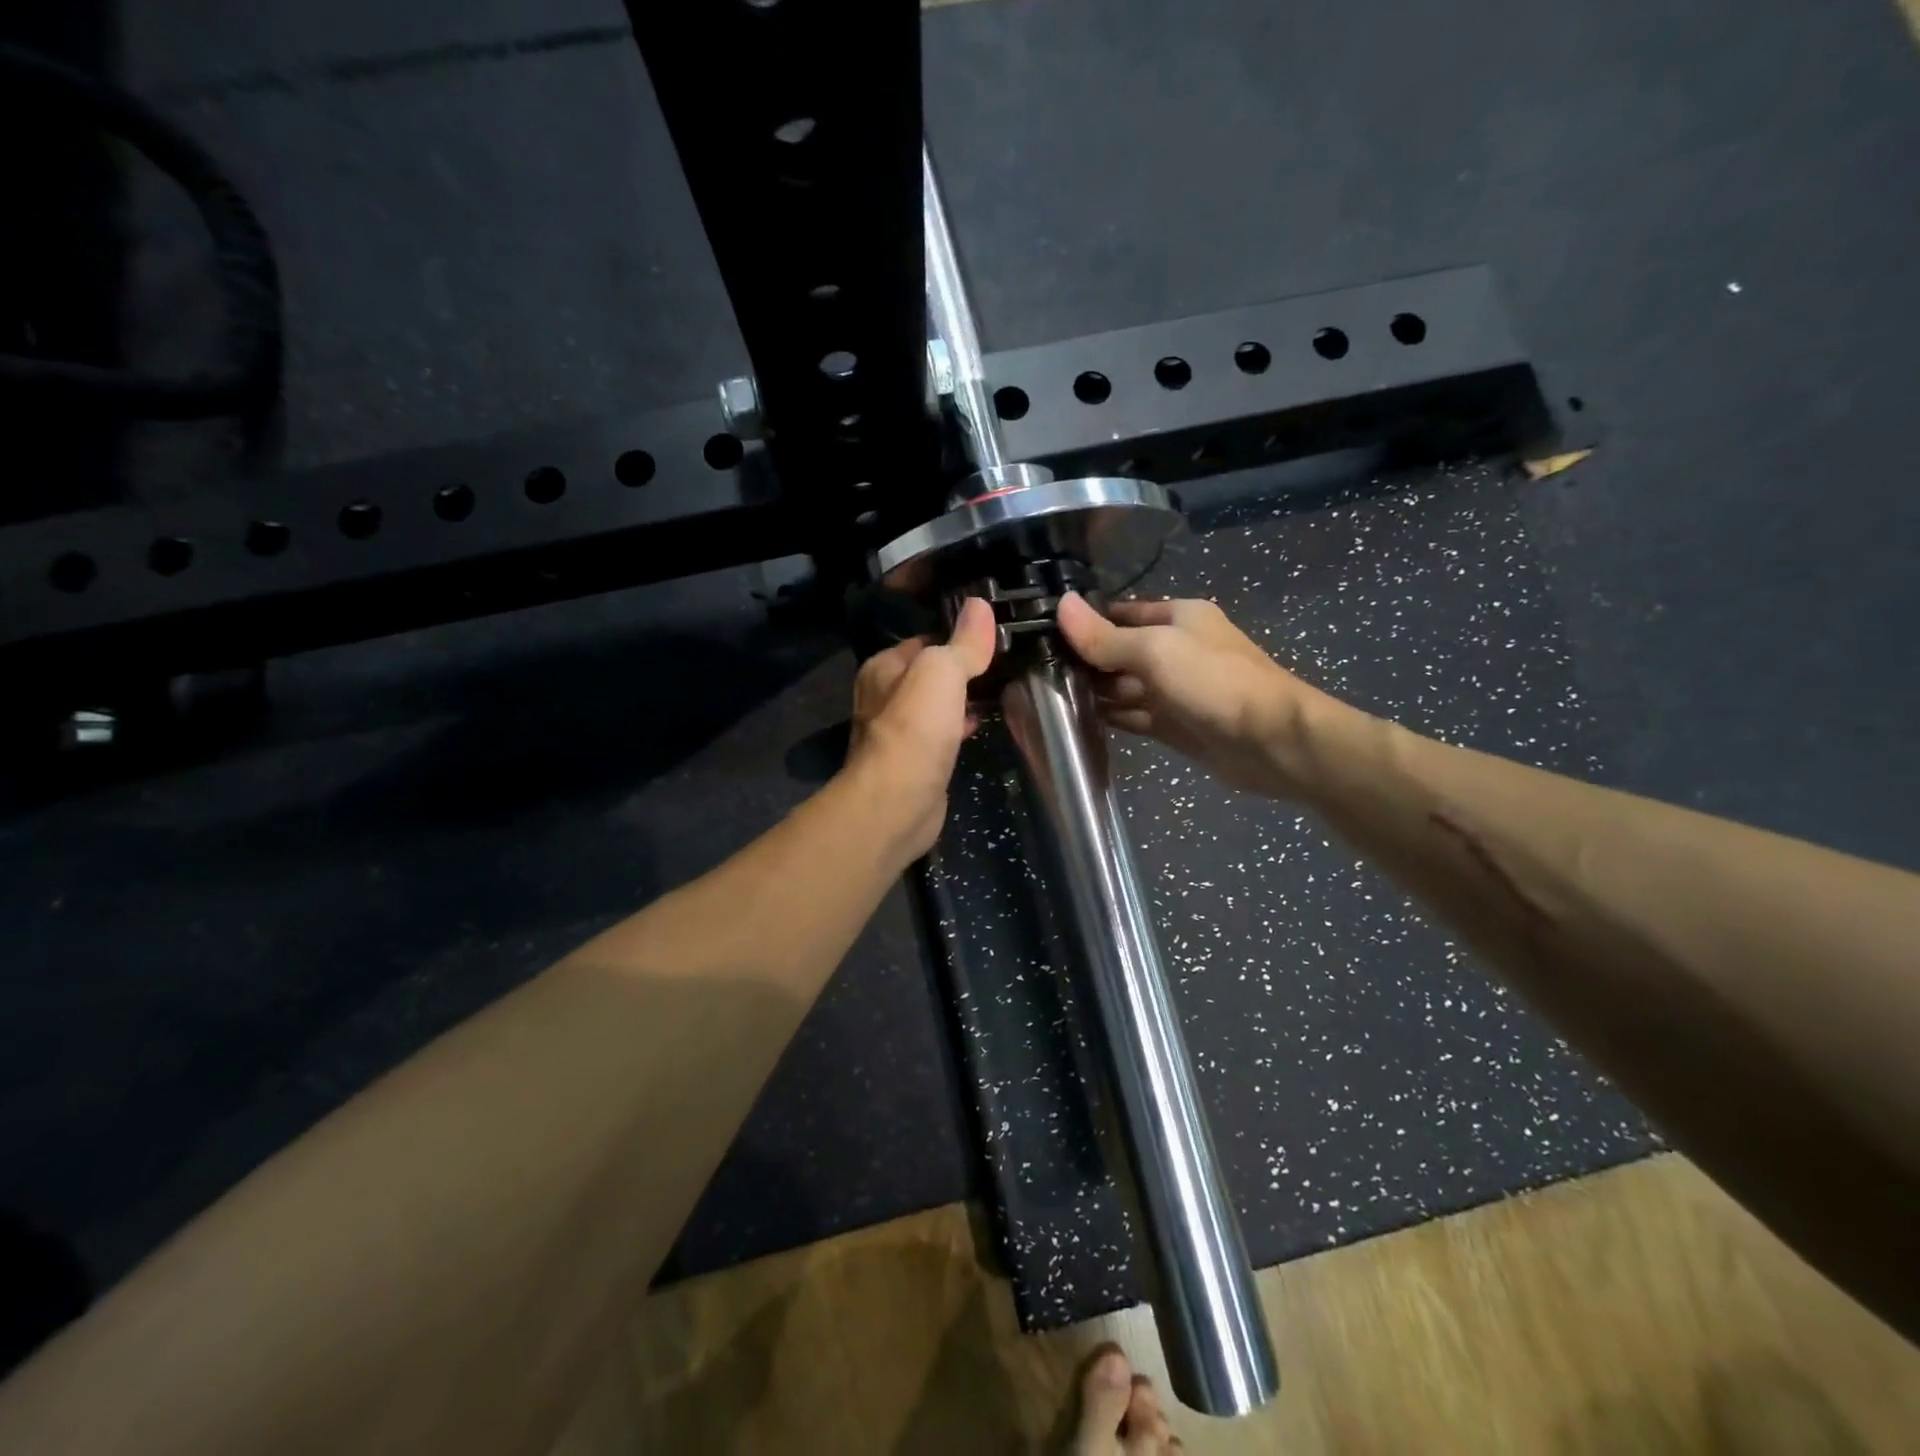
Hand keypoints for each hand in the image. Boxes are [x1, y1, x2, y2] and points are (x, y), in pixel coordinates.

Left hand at [845, 596, 996, 856]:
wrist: (898, 803)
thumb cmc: (915, 729)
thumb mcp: (942, 672)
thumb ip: (962, 642)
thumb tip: (980, 604)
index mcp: (883, 668)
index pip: (926, 638)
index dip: (959, 634)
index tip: (995, 633)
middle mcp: (885, 696)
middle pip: (931, 673)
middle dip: (963, 669)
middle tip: (1005, 661)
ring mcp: (899, 732)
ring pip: (937, 704)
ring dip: (963, 698)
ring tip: (1001, 688)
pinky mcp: (915, 762)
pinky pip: (942, 734)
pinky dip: (960, 726)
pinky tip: (982, 724)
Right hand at [1056, 592, 1336, 797]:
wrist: (1271, 741)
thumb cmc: (1214, 681)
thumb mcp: (1155, 650)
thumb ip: (1105, 636)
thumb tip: (1061, 604)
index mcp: (1179, 618)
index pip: (1122, 614)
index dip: (1088, 622)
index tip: (1045, 634)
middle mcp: (1177, 649)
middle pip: (1121, 651)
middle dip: (1088, 661)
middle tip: (1040, 672)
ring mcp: (1176, 690)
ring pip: (1126, 687)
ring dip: (1096, 692)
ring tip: (1051, 697)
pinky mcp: (1175, 725)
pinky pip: (1135, 716)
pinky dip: (1112, 717)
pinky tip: (1080, 721)